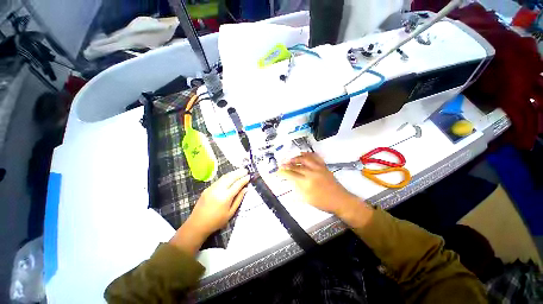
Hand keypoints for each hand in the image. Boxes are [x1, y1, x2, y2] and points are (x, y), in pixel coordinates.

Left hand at [190, 168, 249, 235]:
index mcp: (225, 197)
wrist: (197, 224)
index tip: (249, 176)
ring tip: (240, 171)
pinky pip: (219, 180)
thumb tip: (246, 189)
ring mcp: (212, 188)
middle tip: (246, 170)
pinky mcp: (207, 188)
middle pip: (231, 177)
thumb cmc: (216, 221)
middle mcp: (218, 190)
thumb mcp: (231, 213)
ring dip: (233, 173)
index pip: (237, 184)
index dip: (244, 179)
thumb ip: (239, 199)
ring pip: (224, 177)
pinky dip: (226, 176)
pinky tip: (230, 176)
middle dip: (239, 173)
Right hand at [278, 152, 372, 226]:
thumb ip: (298, 188)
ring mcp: (318, 168)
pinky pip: (315, 157)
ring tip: (291, 158)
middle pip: (296, 165)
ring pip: (305, 158)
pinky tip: (304, 154)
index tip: (277, 171)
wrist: (340, 200)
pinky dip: (308, 154)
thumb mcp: (307, 198)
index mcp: (306, 182)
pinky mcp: (323, 166)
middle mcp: (311, 172)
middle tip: (281, 163)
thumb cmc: (323, 202)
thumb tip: (291, 180)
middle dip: (287, 164)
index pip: (291, 174)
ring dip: (296, 157)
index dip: (283, 172)